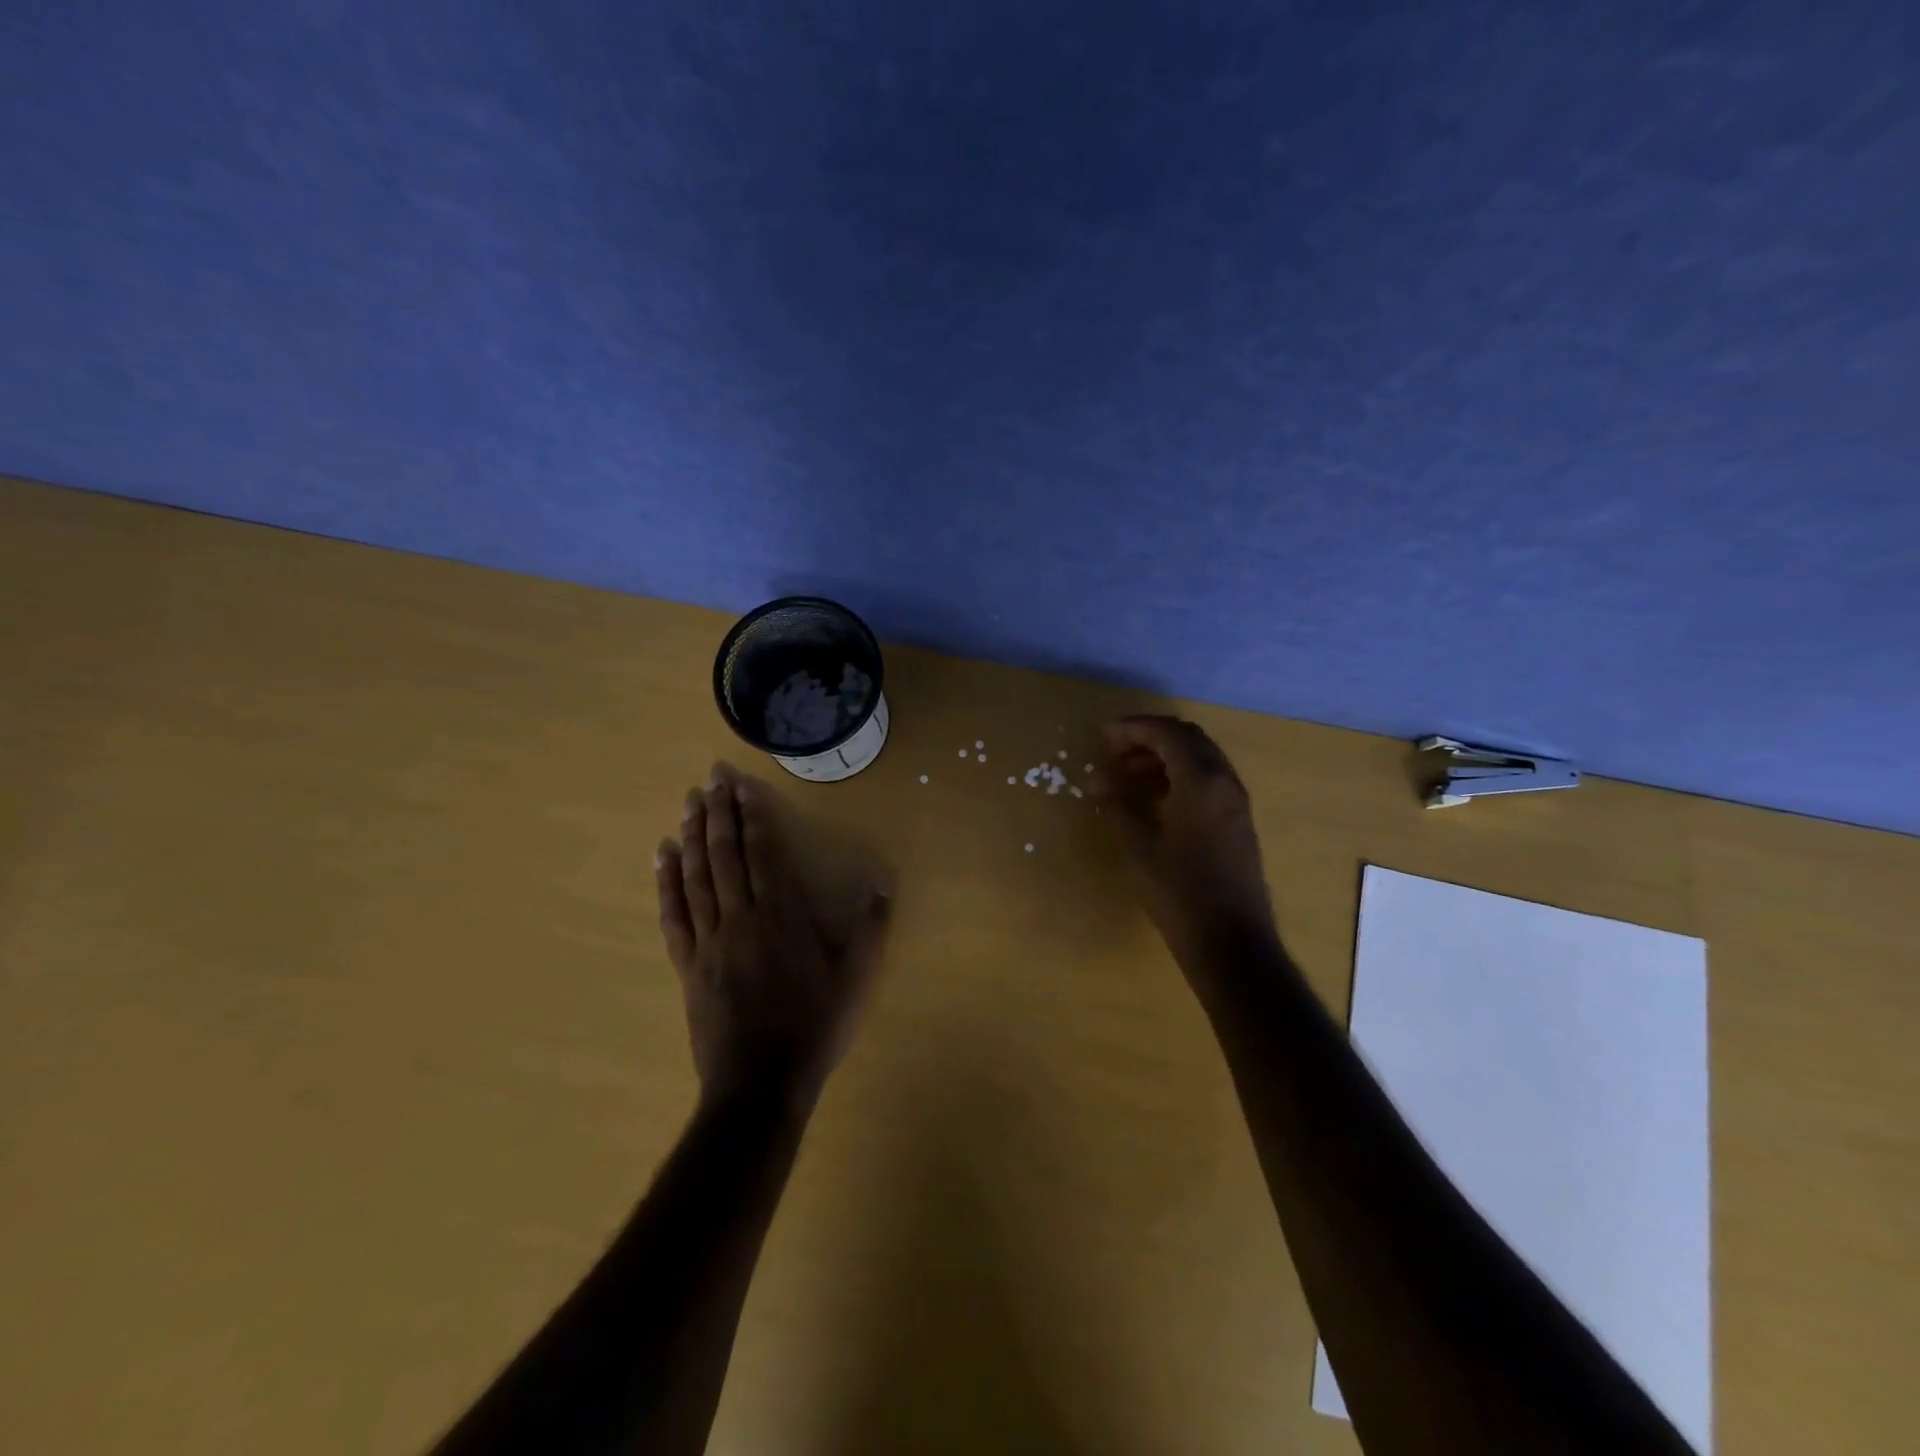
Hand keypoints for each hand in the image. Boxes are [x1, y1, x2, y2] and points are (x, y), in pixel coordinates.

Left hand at [656, 765, 891, 1110]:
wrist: (760, 1084)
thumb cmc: (814, 1027)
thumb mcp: (856, 979)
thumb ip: (871, 927)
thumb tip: (883, 881)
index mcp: (782, 916)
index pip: (763, 853)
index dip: (752, 816)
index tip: (741, 787)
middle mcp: (741, 918)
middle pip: (725, 856)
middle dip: (718, 814)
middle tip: (709, 779)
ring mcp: (709, 941)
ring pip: (697, 878)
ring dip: (692, 837)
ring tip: (688, 804)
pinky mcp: (688, 965)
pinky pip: (674, 916)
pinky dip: (666, 884)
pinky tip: (663, 858)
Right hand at [1092, 716, 1275, 968]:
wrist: (1232, 943)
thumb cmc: (1180, 894)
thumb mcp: (1139, 848)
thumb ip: (1117, 807)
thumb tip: (1095, 782)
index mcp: (1201, 781)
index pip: (1166, 734)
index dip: (1131, 728)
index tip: (1101, 735)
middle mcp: (1224, 781)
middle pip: (1186, 738)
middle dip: (1148, 737)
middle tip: (1113, 752)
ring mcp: (1235, 801)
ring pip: (1199, 757)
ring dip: (1163, 756)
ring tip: (1126, 775)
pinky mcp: (1238, 820)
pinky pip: (1207, 779)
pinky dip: (1178, 775)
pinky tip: (1153, 797)